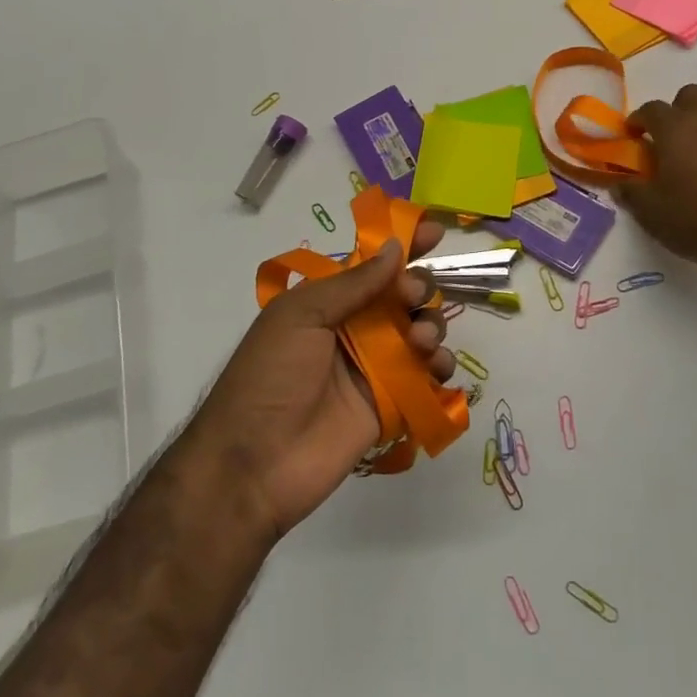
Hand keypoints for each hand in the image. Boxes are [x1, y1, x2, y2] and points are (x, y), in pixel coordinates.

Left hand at [184, 222, 456, 539]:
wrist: (255, 463)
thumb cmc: (270, 376)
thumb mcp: (301, 316)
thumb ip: (353, 283)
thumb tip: (396, 247)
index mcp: (330, 301)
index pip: (374, 264)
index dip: (405, 245)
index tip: (435, 233)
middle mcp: (358, 328)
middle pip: (406, 295)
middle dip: (419, 286)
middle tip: (412, 297)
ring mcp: (377, 366)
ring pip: (422, 331)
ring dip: (431, 325)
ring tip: (419, 342)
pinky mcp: (393, 403)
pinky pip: (428, 376)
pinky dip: (440, 366)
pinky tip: (435, 368)